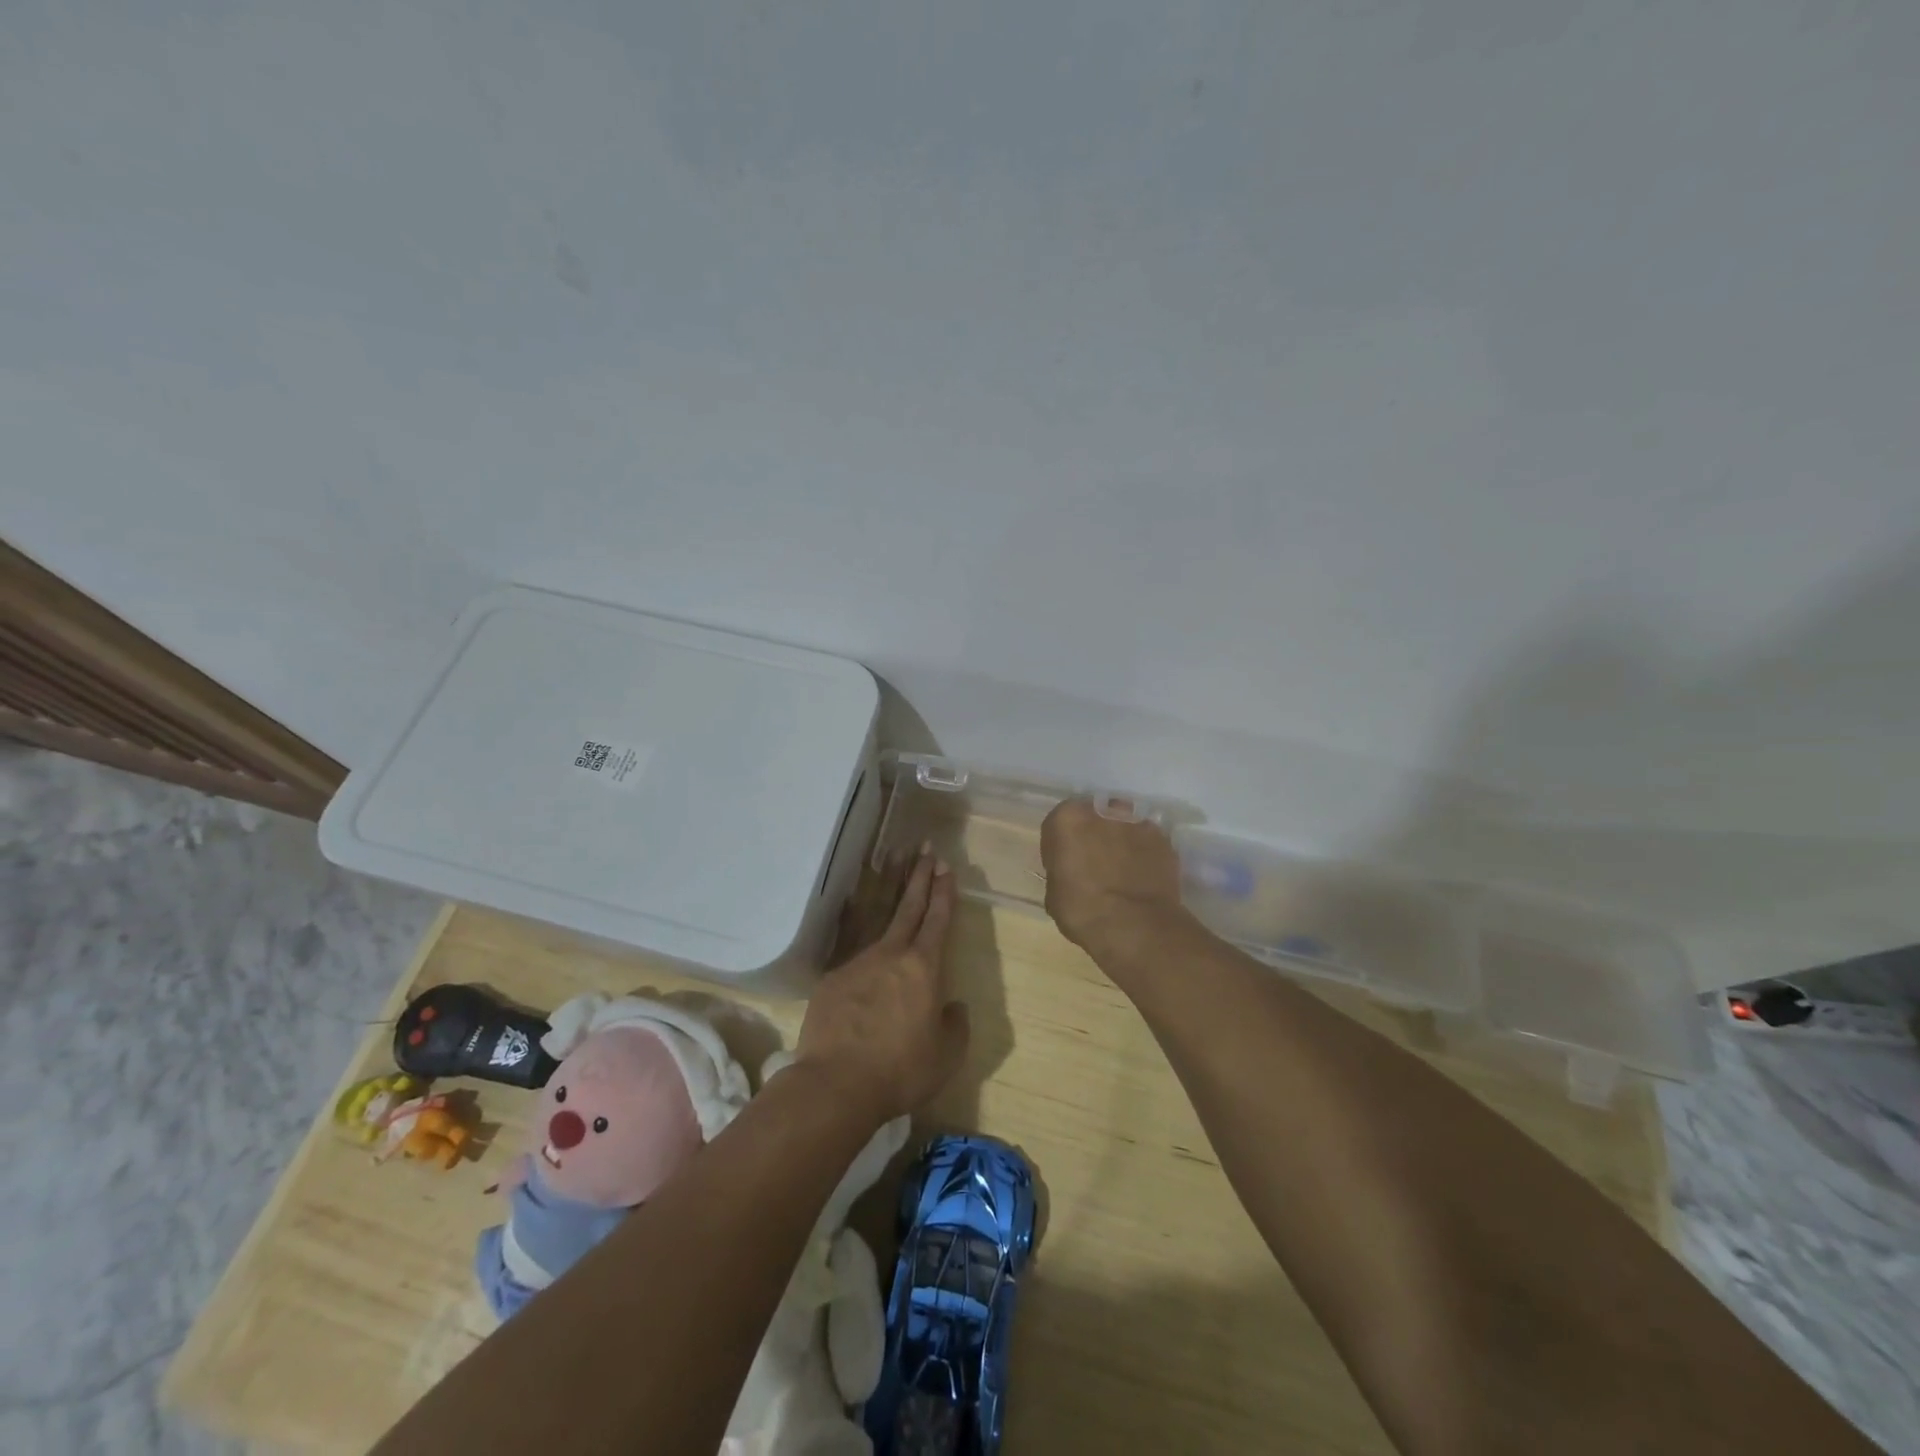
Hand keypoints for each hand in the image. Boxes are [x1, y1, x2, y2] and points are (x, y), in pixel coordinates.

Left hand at [797, 850, 969, 1125]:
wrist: (836, 1083)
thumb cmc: (901, 1070)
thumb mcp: (946, 1055)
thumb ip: (955, 1024)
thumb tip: (951, 1006)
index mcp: (924, 967)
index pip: (938, 920)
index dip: (944, 892)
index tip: (946, 867)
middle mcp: (891, 954)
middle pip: (908, 906)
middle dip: (919, 877)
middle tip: (925, 849)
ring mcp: (857, 962)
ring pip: (878, 921)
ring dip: (888, 893)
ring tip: (893, 865)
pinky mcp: (832, 978)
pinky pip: (851, 952)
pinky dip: (859, 938)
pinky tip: (855, 927)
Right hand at [1040, 799, 1186, 953]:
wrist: (1136, 927)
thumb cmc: (1083, 911)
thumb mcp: (1054, 894)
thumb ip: (1061, 871)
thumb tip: (1072, 873)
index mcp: (1068, 819)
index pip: (1058, 824)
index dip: (1060, 846)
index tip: (1064, 865)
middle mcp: (1102, 811)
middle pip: (1094, 818)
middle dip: (1093, 836)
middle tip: (1093, 865)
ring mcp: (1137, 823)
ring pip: (1123, 827)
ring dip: (1120, 842)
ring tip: (1121, 873)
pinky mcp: (1163, 840)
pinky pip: (1146, 843)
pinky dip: (1143, 855)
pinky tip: (1142, 878)